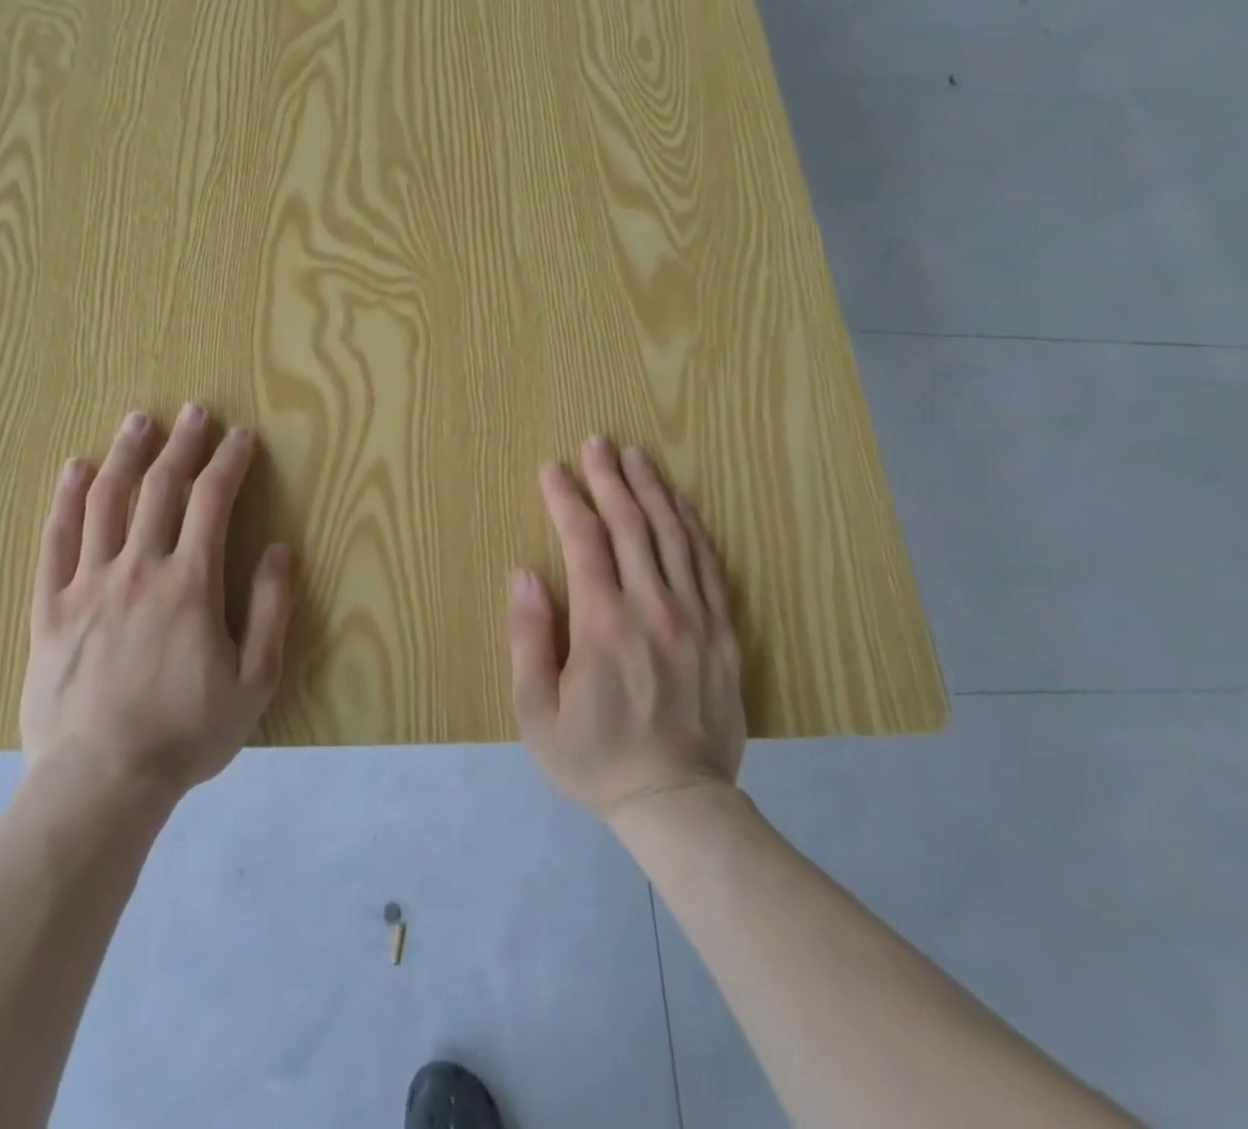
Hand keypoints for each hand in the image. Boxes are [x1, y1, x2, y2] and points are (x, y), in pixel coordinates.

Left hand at [21, 404, 294, 802]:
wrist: (100, 782)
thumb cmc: (186, 734)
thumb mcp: (253, 680)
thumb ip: (269, 610)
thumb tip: (280, 549)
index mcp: (190, 583)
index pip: (212, 502)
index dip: (229, 462)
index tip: (241, 436)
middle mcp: (138, 568)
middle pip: (160, 488)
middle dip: (181, 444)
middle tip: (193, 411)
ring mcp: (88, 584)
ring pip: (105, 501)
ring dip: (125, 455)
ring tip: (138, 421)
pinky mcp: (50, 606)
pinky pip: (56, 540)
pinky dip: (67, 499)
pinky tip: (75, 469)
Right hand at [507, 436, 745, 821]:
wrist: (678, 804)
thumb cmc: (594, 757)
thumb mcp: (535, 710)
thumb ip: (528, 636)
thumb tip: (523, 573)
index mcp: (603, 623)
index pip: (583, 540)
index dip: (565, 499)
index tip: (551, 468)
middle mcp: (652, 607)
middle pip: (631, 524)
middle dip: (609, 478)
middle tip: (596, 442)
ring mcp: (695, 617)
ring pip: (673, 536)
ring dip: (652, 490)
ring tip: (636, 456)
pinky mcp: (723, 633)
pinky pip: (708, 566)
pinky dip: (692, 527)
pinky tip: (681, 505)